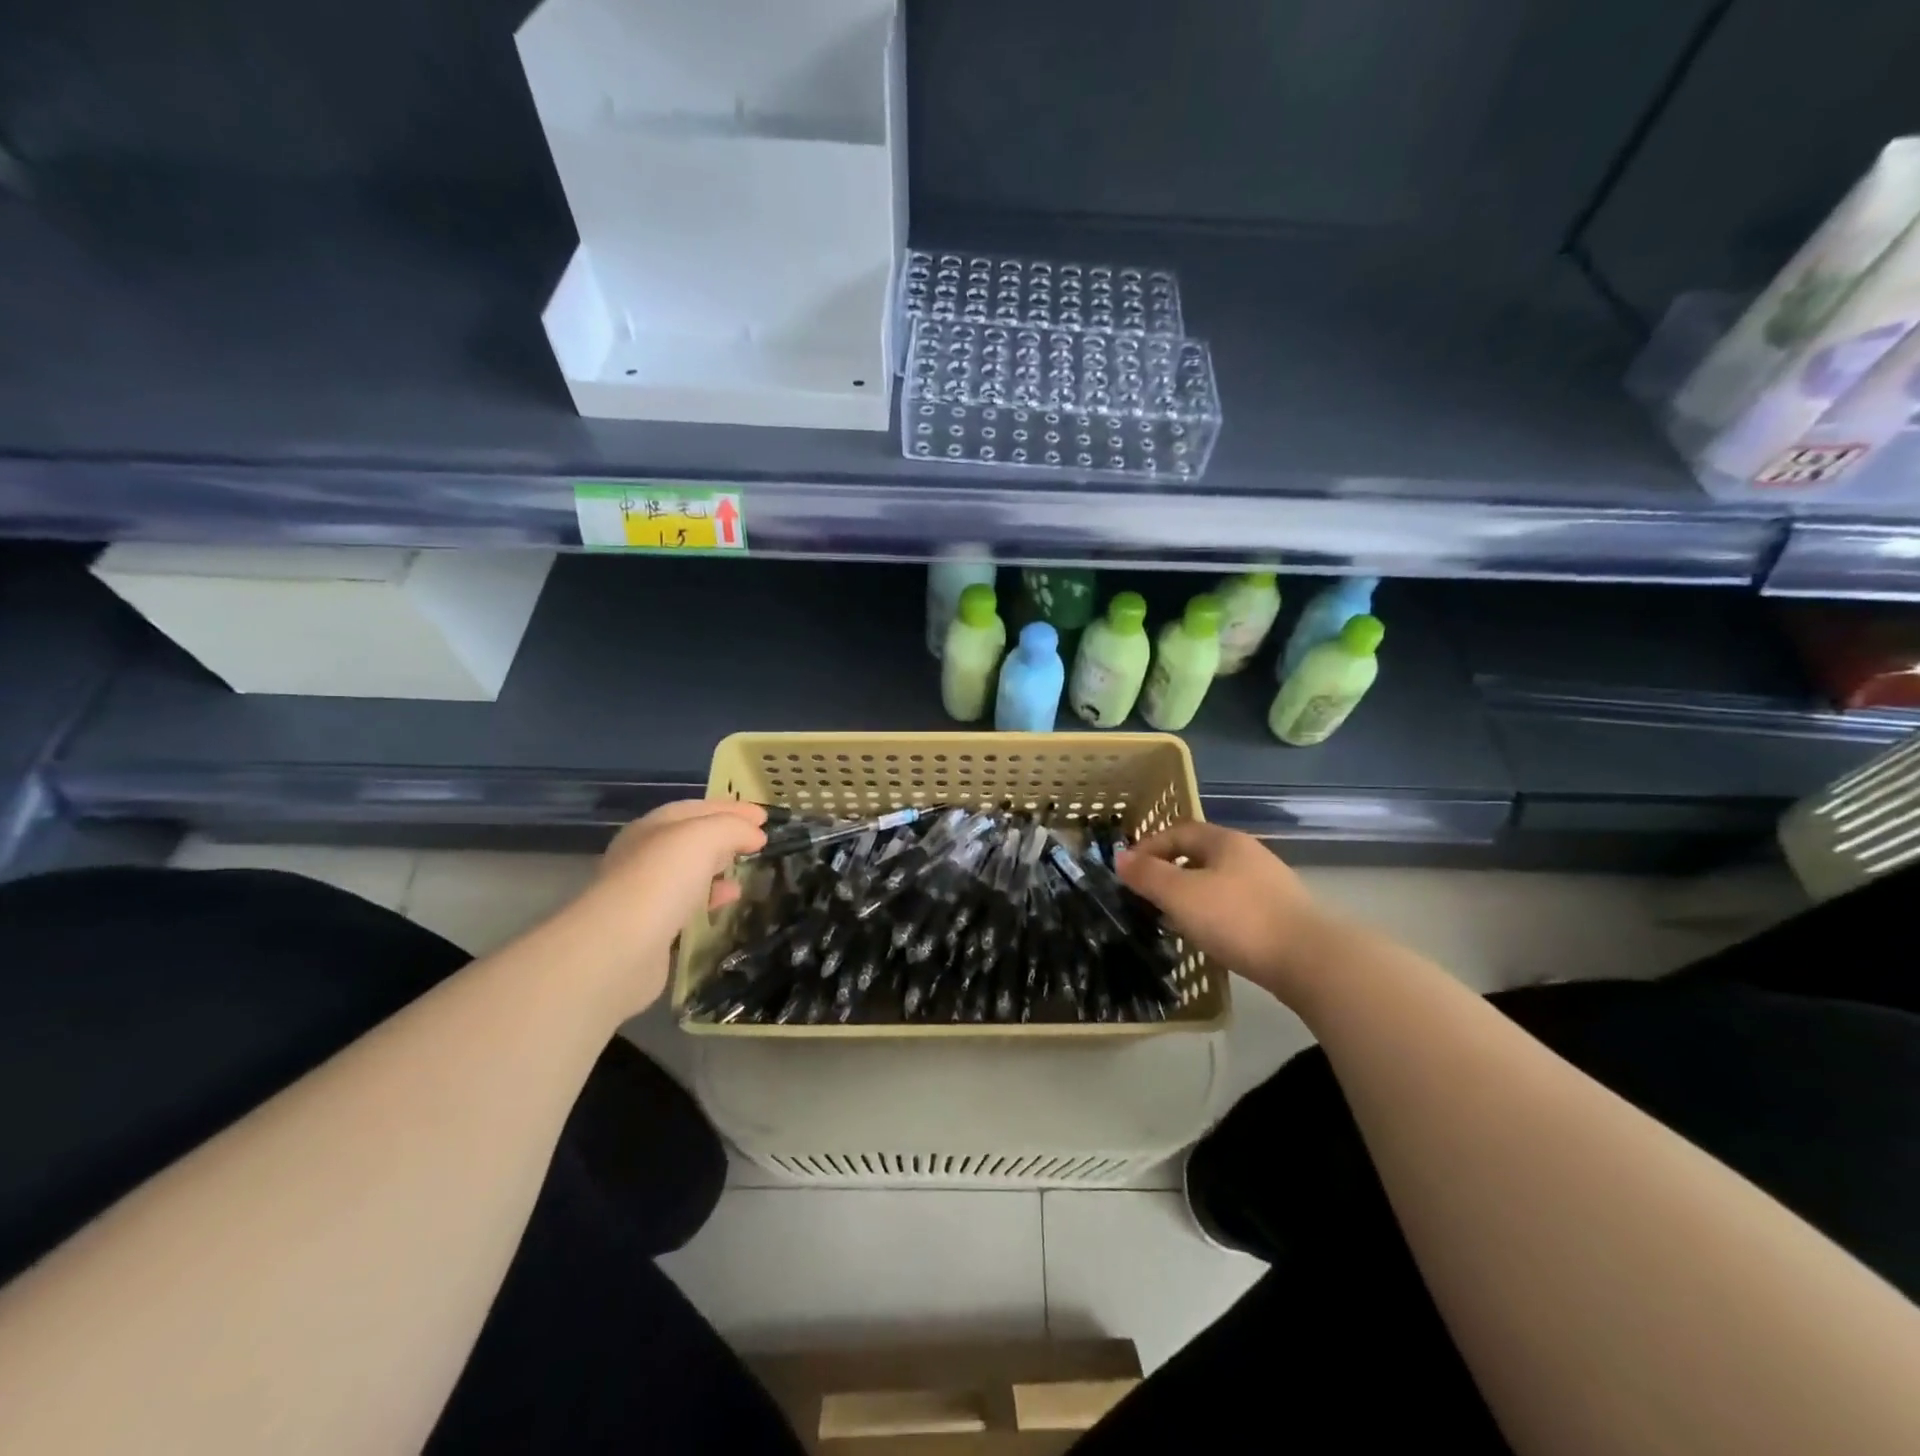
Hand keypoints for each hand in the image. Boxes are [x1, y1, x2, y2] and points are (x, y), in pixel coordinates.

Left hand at [561, 800, 766, 1014]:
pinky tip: (728, 902)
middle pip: (691, 839)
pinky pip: (688, 904)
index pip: (697, 808)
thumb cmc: (662, 879)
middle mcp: (644, 856)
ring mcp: (645, 894)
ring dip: (719, 867)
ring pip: (689, 872)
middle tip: (757, 841)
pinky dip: (711, 898)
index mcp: (652, 827)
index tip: (765, 816)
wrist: (619, 948)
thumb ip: (733, 828)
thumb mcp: (704, 837)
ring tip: (748, 871)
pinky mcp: (651, 928)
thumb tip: (755, 835)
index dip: (732, 808)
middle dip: (725, 836)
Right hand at [1117, 820, 1332, 1003]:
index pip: (1178, 831)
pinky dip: (1212, 912)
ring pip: (1217, 881)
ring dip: (1190, 894)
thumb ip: (1148, 875)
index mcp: (1225, 841)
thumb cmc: (1238, 919)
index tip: (1127, 870)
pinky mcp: (1281, 915)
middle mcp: (1249, 855)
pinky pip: (1234, 905)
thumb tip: (1120, 858)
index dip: (1149, 846)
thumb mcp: (1181, 895)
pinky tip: (1207, 935)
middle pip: (1199, 855)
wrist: (1311, 961)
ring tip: (1171, 917)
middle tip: (1145, 894)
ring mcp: (1269, 885)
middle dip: (1169, 871)